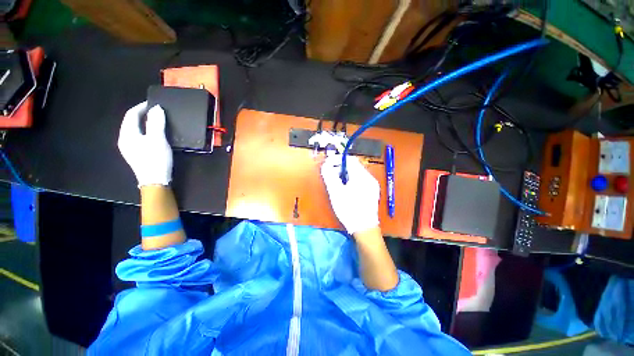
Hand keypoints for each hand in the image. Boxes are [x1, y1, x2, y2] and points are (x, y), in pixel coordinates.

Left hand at [118, 102, 172, 186]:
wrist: (156, 180)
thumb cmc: (156, 159)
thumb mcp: (158, 139)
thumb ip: (156, 123)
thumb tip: (156, 108)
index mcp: (127, 134)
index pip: (131, 115)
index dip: (141, 107)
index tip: (154, 103)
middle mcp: (124, 139)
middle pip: (131, 122)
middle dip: (142, 114)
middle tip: (157, 111)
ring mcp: (129, 147)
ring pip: (135, 129)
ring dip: (144, 122)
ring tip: (157, 120)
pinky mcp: (135, 153)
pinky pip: (138, 136)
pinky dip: (145, 131)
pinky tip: (154, 133)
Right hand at [321, 154, 379, 234]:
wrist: (364, 228)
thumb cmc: (349, 209)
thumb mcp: (336, 192)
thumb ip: (330, 176)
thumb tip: (325, 164)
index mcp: (362, 176)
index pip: (350, 159)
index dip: (337, 159)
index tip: (328, 164)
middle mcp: (369, 177)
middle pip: (354, 166)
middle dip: (340, 168)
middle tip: (331, 175)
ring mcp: (372, 185)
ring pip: (357, 173)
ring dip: (345, 174)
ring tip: (337, 184)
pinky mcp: (372, 191)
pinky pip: (360, 180)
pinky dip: (351, 180)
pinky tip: (346, 189)